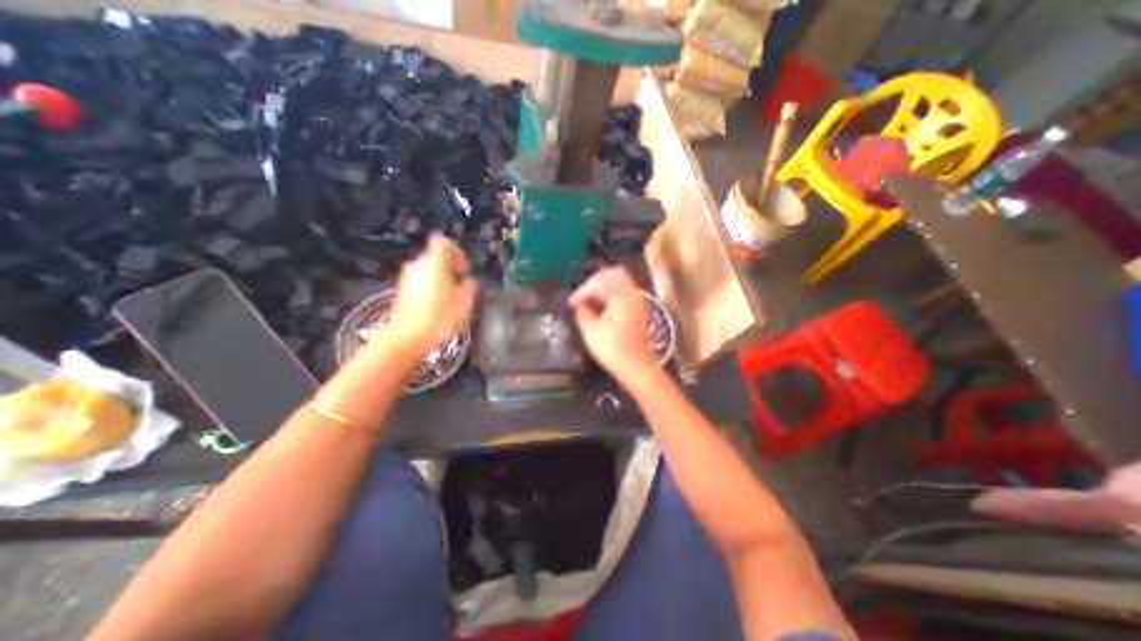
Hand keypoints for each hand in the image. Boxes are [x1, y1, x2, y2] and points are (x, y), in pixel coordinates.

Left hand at [381, 233, 474, 356]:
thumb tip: (468, 281)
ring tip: (450, 300)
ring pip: (428, 271)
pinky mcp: (401, 291)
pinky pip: (420, 283)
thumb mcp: (465, 303)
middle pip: (436, 258)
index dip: (457, 252)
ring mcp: (406, 278)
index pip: (444, 242)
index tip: (464, 269)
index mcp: (435, 263)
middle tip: (461, 287)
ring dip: (440, 280)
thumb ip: (470, 287)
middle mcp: (418, 265)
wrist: (407, 338)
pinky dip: (430, 289)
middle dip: (450, 269)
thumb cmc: (440, 317)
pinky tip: (437, 308)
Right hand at [570, 265, 661, 379]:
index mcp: (622, 296)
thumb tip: (579, 305)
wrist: (637, 368)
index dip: (582, 291)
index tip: (572, 303)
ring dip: (603, 289)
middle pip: (613, 274)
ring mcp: (639, 302)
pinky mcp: (640, 311)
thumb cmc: (614, 350)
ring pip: (620, 283)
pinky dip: (612, 296)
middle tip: (583, 295)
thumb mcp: (591, 331)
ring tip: (590, 303)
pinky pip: (624, 294)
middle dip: (595, 282)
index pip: (599, 281)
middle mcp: (633, 294)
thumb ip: (582, 312)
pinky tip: (602, 309)